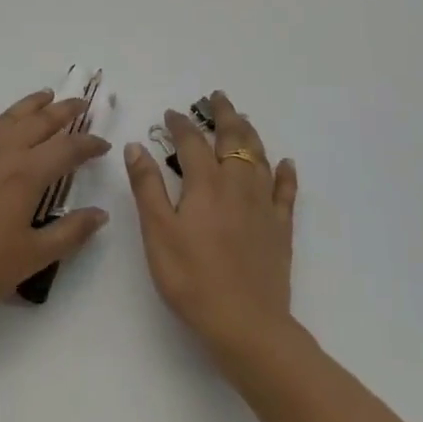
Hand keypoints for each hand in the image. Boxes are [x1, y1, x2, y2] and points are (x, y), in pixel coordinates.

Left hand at [0, 90, 110, 320]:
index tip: (103, 144)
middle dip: (64, 111)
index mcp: (27, 175)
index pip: (67, 149)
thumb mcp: (32, 258)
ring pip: (5, 118)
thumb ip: (70, 233)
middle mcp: (1, 153)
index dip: (89, 144)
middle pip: (39, 123)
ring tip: (45, 95)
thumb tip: (101, 214)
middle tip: (80, 104)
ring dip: (28, 105)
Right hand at [125, 92, 298, 363]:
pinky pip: (286, 191)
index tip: (170, 114)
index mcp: (205, 183)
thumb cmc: (192, 278)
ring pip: (259, 157)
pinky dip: (285, 173)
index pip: (191, 142)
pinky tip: (286, 163)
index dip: (180, 125)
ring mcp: (263, 205)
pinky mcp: (280, 228)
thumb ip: (147, 187)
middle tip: (217, 97)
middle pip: (233, 138)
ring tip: (242, 119)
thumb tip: (136, 145)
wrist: (246, 324)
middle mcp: (237, 184)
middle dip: (223, 114)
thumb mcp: (158, 232)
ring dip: (249, 133)